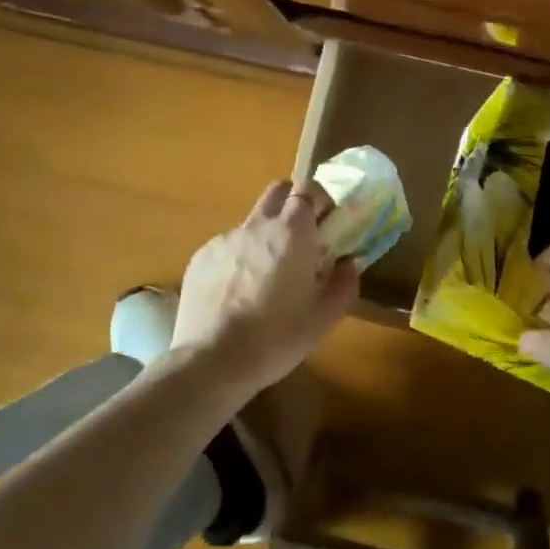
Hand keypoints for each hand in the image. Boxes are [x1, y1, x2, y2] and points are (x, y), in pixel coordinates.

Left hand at [172, 178, 360, 390]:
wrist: (213, 360)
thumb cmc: (277, 337)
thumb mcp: (324, 317)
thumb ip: (344, 283)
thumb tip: (348, 264)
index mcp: (292, 233)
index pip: (308, 189)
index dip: (320, 200)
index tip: (327, 223)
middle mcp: (257, 226)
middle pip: (277, 191)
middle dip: (292, 203)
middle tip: (301, 237)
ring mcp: (224, 239)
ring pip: (251, 222)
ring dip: (265, 236)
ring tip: (266, 276)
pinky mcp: (201, 257)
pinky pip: (227, 246)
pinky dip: (239, 258)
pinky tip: (237, 293)